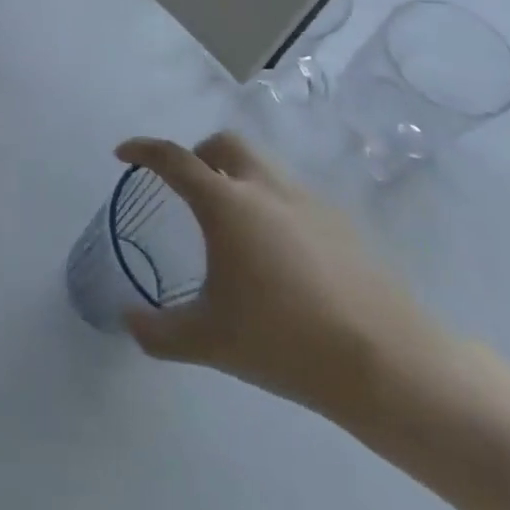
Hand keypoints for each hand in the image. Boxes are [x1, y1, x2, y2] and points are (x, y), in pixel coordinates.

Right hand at [115, 133, 452, 427]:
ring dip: (237, 179)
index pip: (173, 159)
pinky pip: (293, 197)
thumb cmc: (284, 341)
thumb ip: (158, 331)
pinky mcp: (342, 225)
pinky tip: (278, 258)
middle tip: (187, 190)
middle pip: (225, 145)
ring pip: (262, 168)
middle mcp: (265, 188)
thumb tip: (127, 320)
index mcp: (226, 204)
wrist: (387, 364)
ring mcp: (309, 202)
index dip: (143, 150)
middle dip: (198, 156)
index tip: (122, 153)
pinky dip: (272, 207)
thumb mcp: (209, 341)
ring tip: (233, 229)